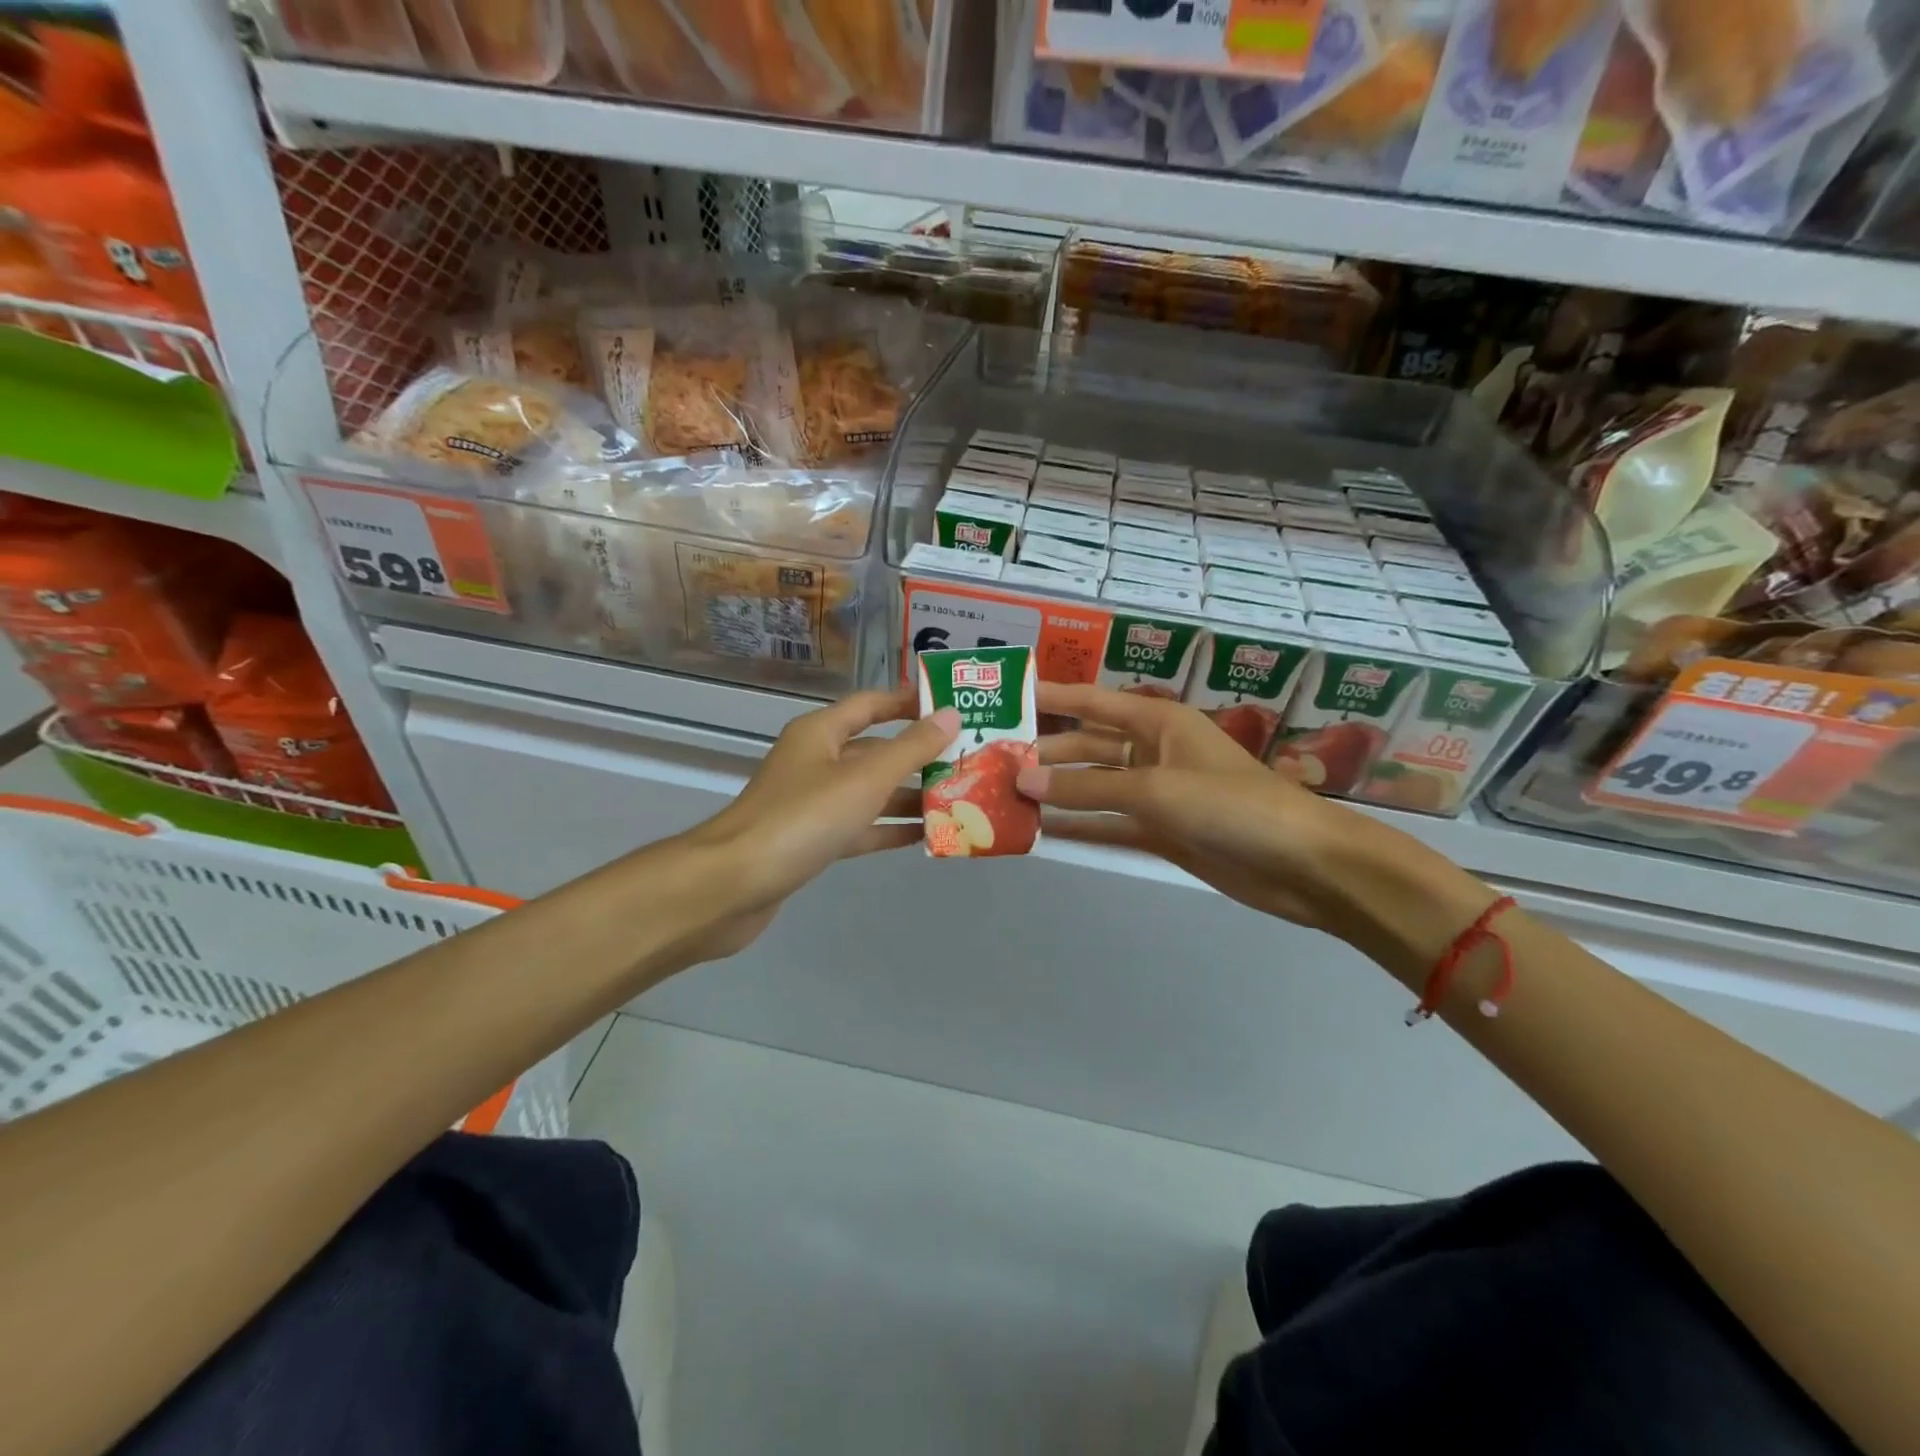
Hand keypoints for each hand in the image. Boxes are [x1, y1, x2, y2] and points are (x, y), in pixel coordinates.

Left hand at [671, 688, 959, 960]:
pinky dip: (889, 829)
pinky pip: (860, 827)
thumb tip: (951, 715)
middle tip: (967, 759)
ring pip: (869, 792)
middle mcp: (815, 761)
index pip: (871, 704)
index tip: (950, 705)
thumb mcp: (864, 779)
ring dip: (909, 796)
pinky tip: (926, 835)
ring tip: (959, 799)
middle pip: (874, 750)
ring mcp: (812, 803)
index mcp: (820, 733)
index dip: (908, 702)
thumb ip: (910, 749)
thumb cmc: (802, 819)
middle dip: (918, 755)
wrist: (734, 885)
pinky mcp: (812, 841)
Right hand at [1017, 684, 1493, 963]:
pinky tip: (1043, 832)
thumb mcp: (1153, 789)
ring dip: (1056, 792)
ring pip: (1094, 787)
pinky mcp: (1161, 831)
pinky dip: (1080, 827)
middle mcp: (1152, 750)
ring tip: (1004, 797)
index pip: (1089, 701)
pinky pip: (1110, 823)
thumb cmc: (1231, 805)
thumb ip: (1086, 787)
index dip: (1047, 697)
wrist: (1301, 865)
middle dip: (1043, 753)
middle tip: (990, 762)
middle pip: (1086, 745)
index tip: (1003, 698)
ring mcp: (1156, 793)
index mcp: (1157, 721)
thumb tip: (1021, 779)